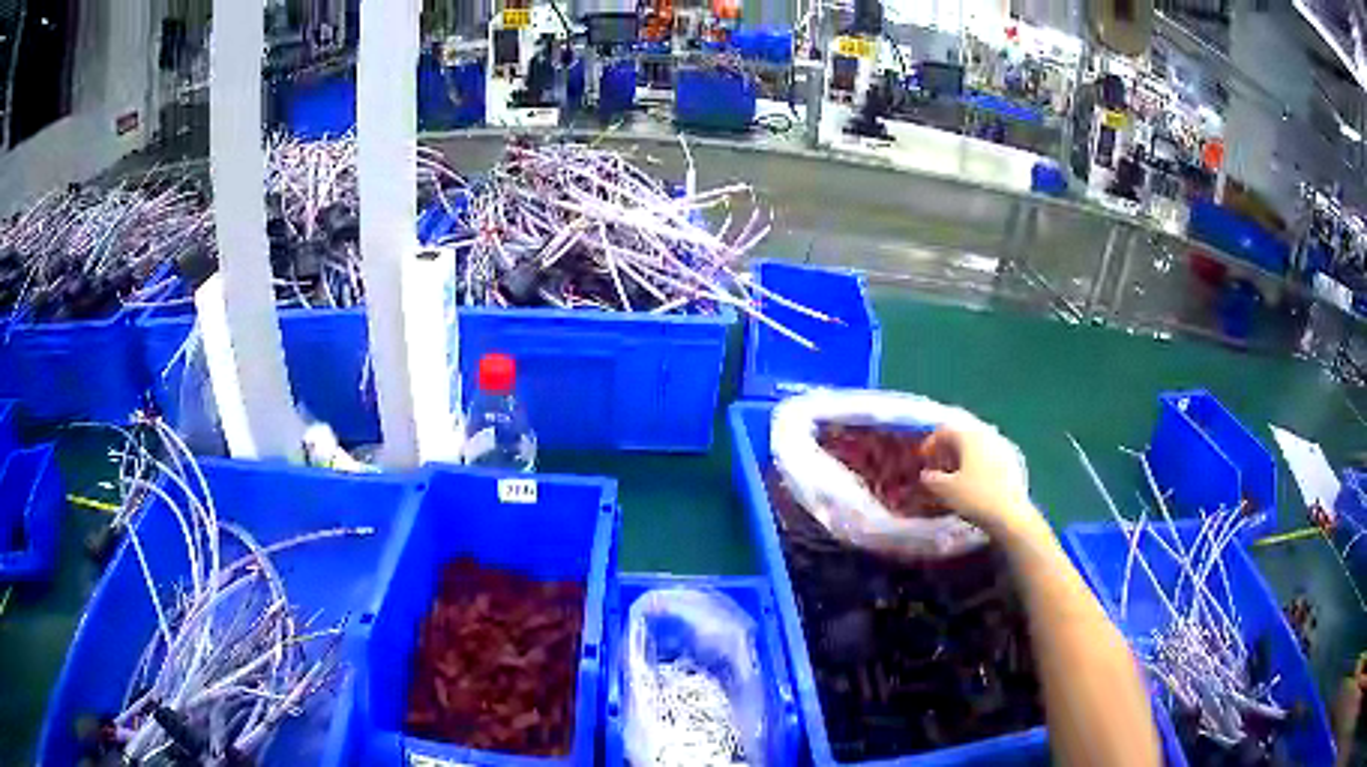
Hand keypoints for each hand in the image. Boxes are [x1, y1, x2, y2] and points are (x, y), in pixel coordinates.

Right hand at [919, 424, 1039, 536]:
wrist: (1010, 514)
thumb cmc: (975, 497)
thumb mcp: (945, 490)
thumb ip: (930, 479)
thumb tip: (926, 475)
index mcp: (969, 435)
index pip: (944, 431)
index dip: (930, 444)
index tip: (923, 461)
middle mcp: (987, 435)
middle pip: (961, 437)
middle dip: (947, 452)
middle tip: (937, 469)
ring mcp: (1002, 447)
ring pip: (975, 447)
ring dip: (962, 459)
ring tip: (954, 478)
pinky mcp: (1012, 462)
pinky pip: (987, 457)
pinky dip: (976, 465)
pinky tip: (973, 484)